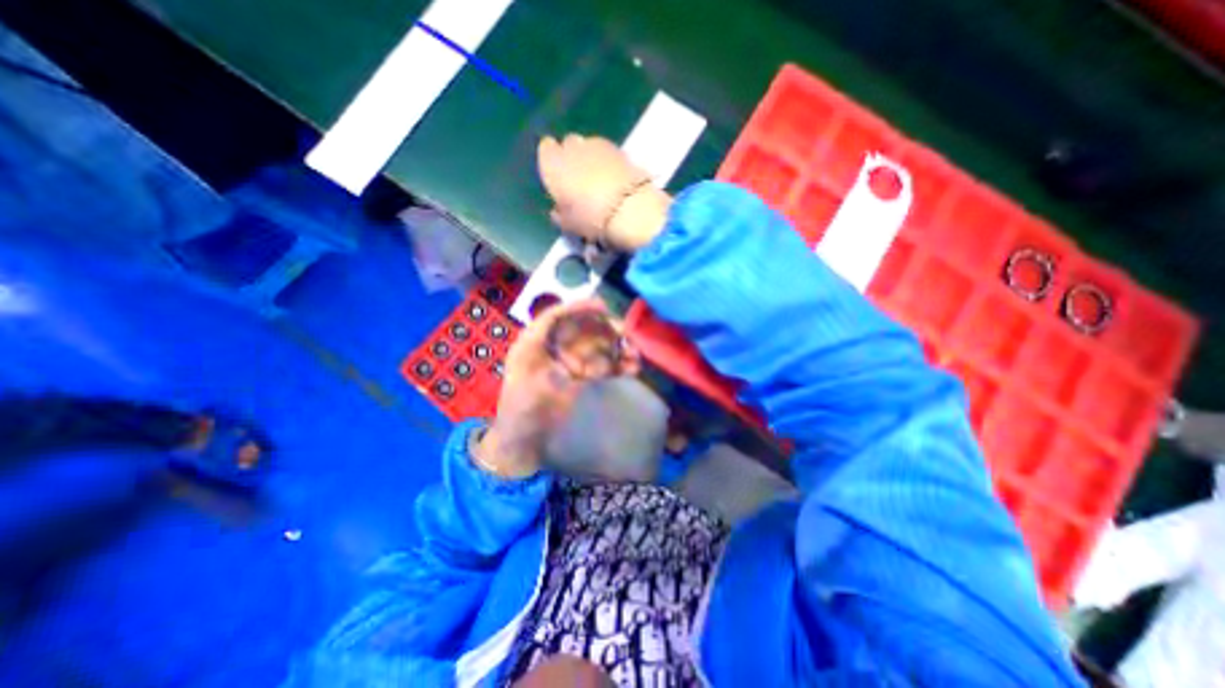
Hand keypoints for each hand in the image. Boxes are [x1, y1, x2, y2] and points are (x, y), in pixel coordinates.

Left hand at [479, 300, 640, 478]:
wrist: (523, 439)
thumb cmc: (519, 406)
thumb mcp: (526, 372)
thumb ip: (541, 347)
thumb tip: (563, 334)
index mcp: (537, 342)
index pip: (559, 316)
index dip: (580, 308)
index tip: (603, 307)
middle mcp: (555, 348)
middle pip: (583, 330)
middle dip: (607, 330)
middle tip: (628, 336)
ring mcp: (570, 363)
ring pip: (597, 347)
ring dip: (618, 348)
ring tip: (636, 356)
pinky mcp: (582, 378)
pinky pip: (603, 365)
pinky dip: (618, 365)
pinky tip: (632, 368)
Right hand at [538, 135, 668, 252]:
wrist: (629, 210)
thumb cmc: (591, 219)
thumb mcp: (569, 224)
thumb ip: (560, 213)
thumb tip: (558, 210)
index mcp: (553, 163)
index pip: (546, 150)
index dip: (552, 163)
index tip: (558, 178)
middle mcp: (572, 147)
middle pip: (569, 144)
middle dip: (572, 158)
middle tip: (579, 181)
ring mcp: (598, 144)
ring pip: (589, 146)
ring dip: (592, 159)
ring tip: (599, 182)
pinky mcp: (621, 149)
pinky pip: (608, 153)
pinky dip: (609, 163)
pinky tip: (614, 180)